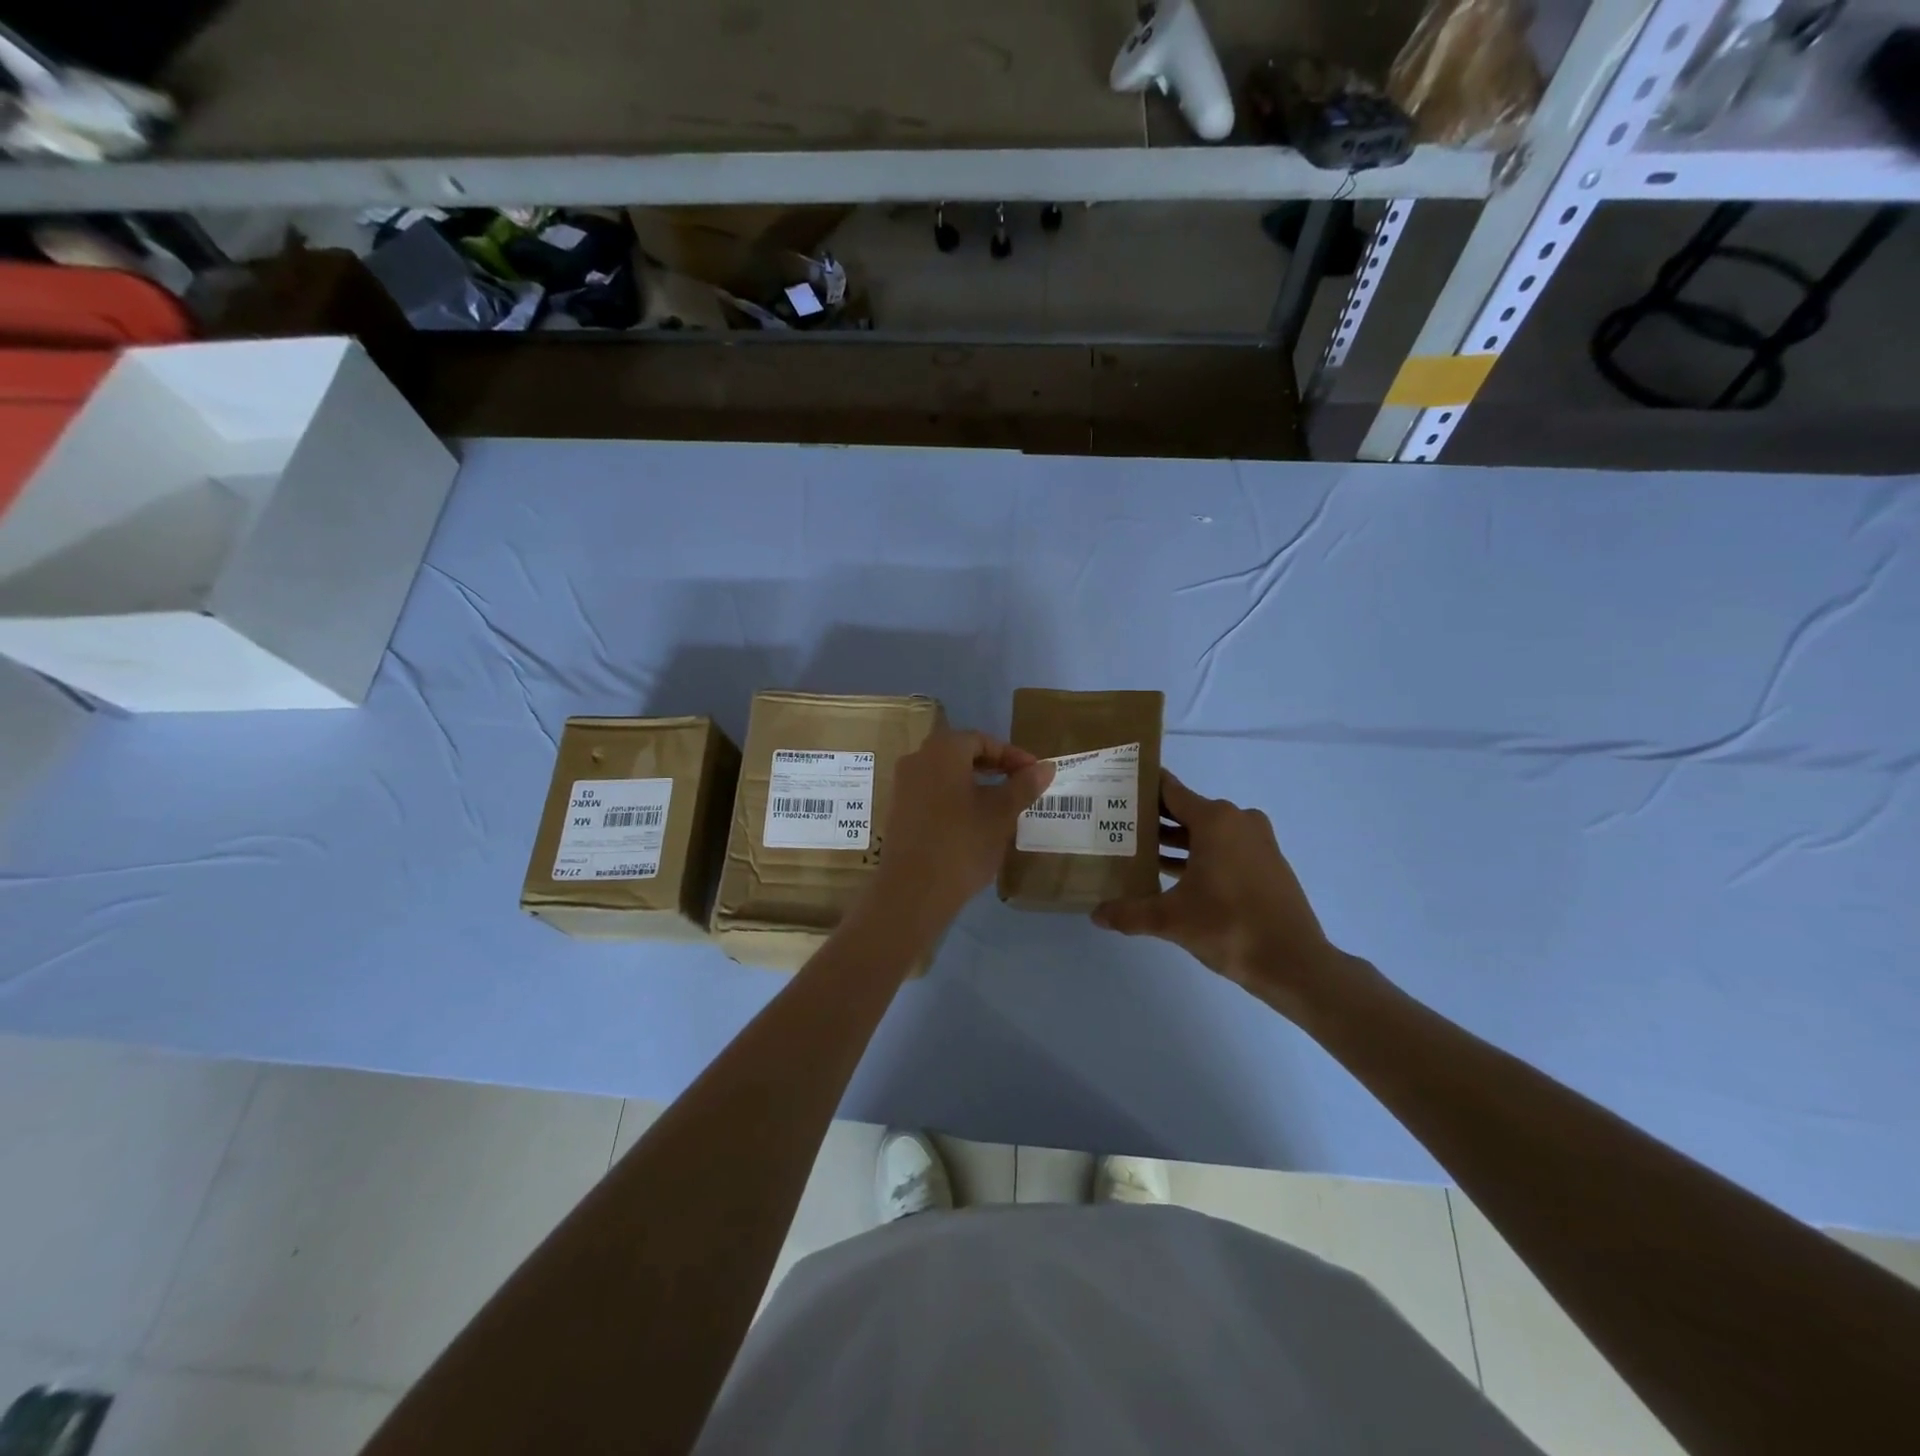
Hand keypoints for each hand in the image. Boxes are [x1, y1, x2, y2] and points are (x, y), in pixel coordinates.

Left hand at [865, 728, 1053, 938]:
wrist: (913, 890)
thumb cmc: (962, 843)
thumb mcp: (1001, 814)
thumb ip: (1024, 786)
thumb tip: (1046, 767)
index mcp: (942, 750)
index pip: (982, 740)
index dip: (1011, 755)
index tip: (1033, 773)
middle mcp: (917, 759)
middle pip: (961, 753)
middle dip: (993, 767)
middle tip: (1019, 785)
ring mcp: (902, 786)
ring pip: (945, 775)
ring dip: (974, 784)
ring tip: (1000, 806)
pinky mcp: (897, 811)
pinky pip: (931, 793)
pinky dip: (954, 799)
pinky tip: (972, 823)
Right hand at [1092, 770, 1348, 1014]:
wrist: (1295, 963)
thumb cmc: (1230, 927)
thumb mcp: (1171, 920)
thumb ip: (1130, 913)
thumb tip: (1096, 915)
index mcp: (1215, 820)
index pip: (1170, 790)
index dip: (1143, 787)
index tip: (1116, 786)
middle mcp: (1237, 821)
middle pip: (1186, 810)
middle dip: (1153, 819)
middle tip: (1117, 825)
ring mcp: (1257, 842)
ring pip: (1206, 833)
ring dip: (1176, 842)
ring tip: (1138, 853)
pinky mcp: (1267, 864)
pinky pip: (1224, 849)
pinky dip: (1199, 857)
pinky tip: (1172, 877)